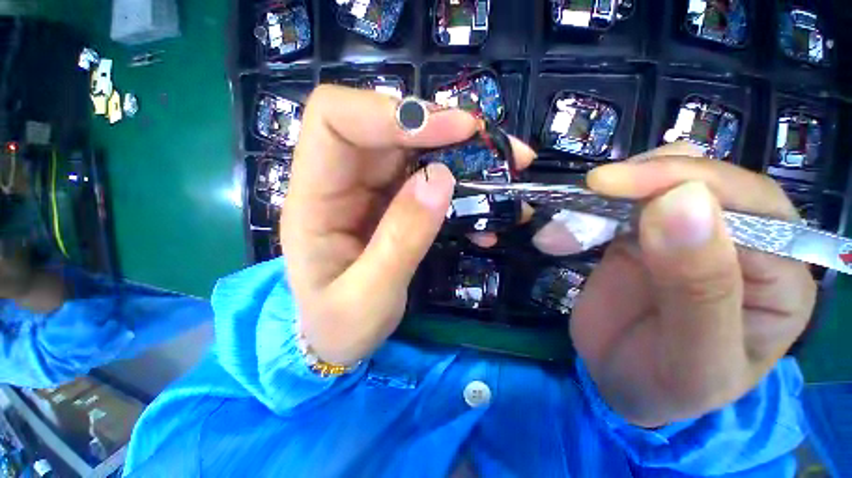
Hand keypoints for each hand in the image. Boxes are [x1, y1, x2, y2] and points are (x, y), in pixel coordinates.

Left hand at [282, 86, 533, 364]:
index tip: (452, 129)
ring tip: (505, 170)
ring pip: (414, 150)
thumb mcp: (369, 297)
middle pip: (385, 127)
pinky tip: (486, 211)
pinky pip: (427, 180)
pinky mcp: (392, 204)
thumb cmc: (340, 325)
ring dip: (461, 156)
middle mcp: (339, 183)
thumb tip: (440, 179)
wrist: (337, 339)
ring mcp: (368, 192)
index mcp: (313, 200)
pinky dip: (461, 189)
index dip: (393, 112)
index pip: (336, 120)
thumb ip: (402, 239)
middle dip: (442, 129)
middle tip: (494, 147)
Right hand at [570, 144, 815, 426]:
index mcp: (781, 274)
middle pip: (702, 179)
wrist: (624, 385)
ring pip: (655, 184)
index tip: (612, 185)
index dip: (682, 181)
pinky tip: (558, 236)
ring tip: (563, 231)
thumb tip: (682, 202)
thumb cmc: (669, 387)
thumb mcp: (693, 359)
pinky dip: (582, 213)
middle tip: (586, 195)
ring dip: (603, 197)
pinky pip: (615, 207)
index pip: (750, 203)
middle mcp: (742, 241)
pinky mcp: (639, 235)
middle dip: (639, 181)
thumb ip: (699, 287)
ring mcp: (684, 233)